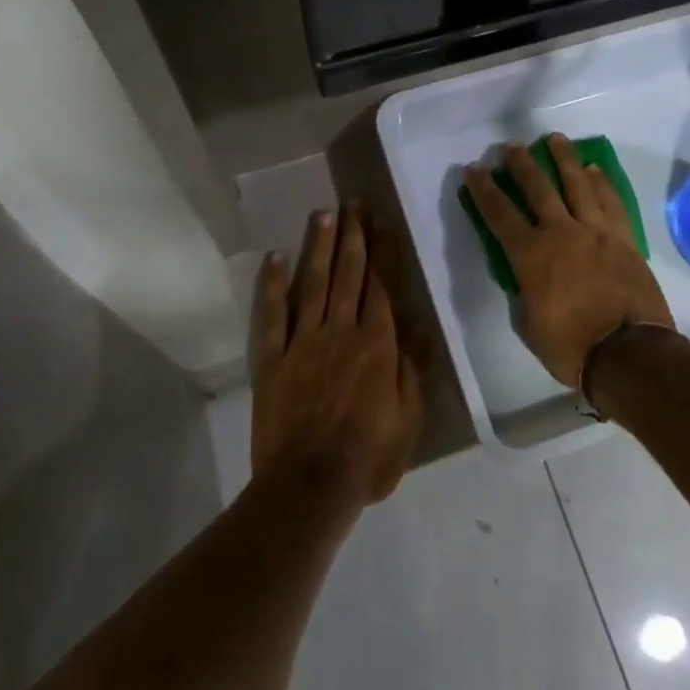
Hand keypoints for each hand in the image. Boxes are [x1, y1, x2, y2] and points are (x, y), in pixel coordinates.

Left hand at [251, 205, 424, 508]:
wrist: (309, 487)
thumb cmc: (368, 457)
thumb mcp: (408, 417)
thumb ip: (411, 365)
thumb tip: (417, 321)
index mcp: (377, 343)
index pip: (381, 284)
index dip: (381, 249)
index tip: (380, 220)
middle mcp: (341, 330)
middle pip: (347, 273)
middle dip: (352, 234)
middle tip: (352, 202)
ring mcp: (303, 341)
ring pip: (313, 282)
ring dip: (319, 245)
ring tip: (323, 213)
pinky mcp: (273, 357)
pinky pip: (273, 313)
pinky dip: (273, 283)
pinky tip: (275, 256)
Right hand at [463, 134, 674, 388]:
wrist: (629, 354)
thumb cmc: (570, 346)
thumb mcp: (529, 324)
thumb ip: (525, 292)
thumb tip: (528, 278)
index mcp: (530, 255)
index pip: (499, 214)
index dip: (483, 190)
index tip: (473, 169)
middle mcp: (561, 232)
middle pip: (537, 188)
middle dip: (521, 165)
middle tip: (511, 147)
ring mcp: (596, 232)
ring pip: (578, 184)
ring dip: (564, 159)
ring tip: (555, 139)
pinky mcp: (623, 239)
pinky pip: (611, 202)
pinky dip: (601, 183)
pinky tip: (594, 170)